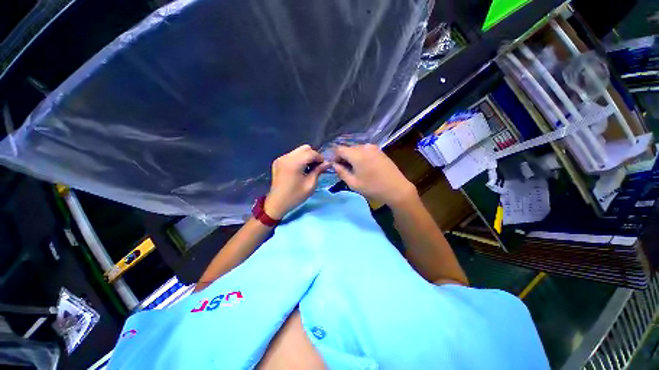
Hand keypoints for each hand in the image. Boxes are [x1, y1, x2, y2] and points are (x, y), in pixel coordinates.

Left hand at [265, 145, 330, 218]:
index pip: (311, 153)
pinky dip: (299, 159)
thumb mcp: (310, 185)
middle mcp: (287, 157)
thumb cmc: (295, 196)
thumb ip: (318, 171)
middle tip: (316, 167)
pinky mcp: (278, 161)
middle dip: (313, 156)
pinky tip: (300, 169)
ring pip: (298, 150)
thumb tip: (327, 163)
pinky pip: (292, 155)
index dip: (320, 158)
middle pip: (305, 148)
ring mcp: (281, 158)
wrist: (277, 203)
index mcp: (294, 163)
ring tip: (309, 169)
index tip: (324, 166)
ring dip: (306, 157)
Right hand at [332, 144, 416, 207]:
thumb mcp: (353, 183)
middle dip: (343, 157)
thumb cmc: (373, 187)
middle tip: (343, 169)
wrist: (396, 188)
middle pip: (348, 148)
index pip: (339, 149)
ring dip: (352, 156)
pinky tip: (363, 166)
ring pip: (357, 149)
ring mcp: (373, 148)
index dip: (334, 157)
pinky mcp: (380, 150)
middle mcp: (364, 147)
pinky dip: (360, 156)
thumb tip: (334, 165)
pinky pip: (365, 150)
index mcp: (357, 154)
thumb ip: (341, 172)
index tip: (335, 166)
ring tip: (354, 169)